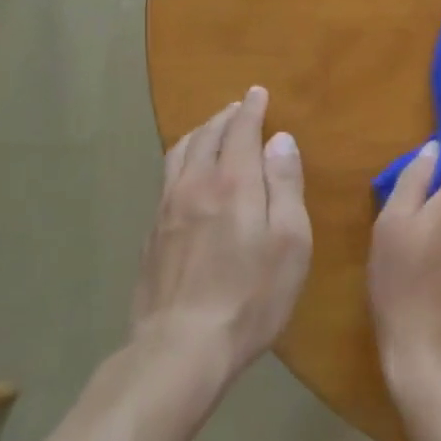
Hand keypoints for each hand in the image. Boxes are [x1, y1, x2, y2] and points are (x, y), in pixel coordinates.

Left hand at [132, 87, 311, 377]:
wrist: (181, 347)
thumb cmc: (251, 296)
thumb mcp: (289, 241)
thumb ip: (284, 186)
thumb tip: (280, 140)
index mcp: (233, 183)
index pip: (240, 131)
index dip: (250, 109)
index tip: (257, 93)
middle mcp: (195, 186)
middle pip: (206, 137)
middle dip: (225, 117)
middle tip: (238, 108)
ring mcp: (166, 210)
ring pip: (179, 154)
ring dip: (199, 134)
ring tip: (211, 131)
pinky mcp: (151, 235)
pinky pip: (166, 179)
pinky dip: (182, 161)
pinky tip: (187, 175)